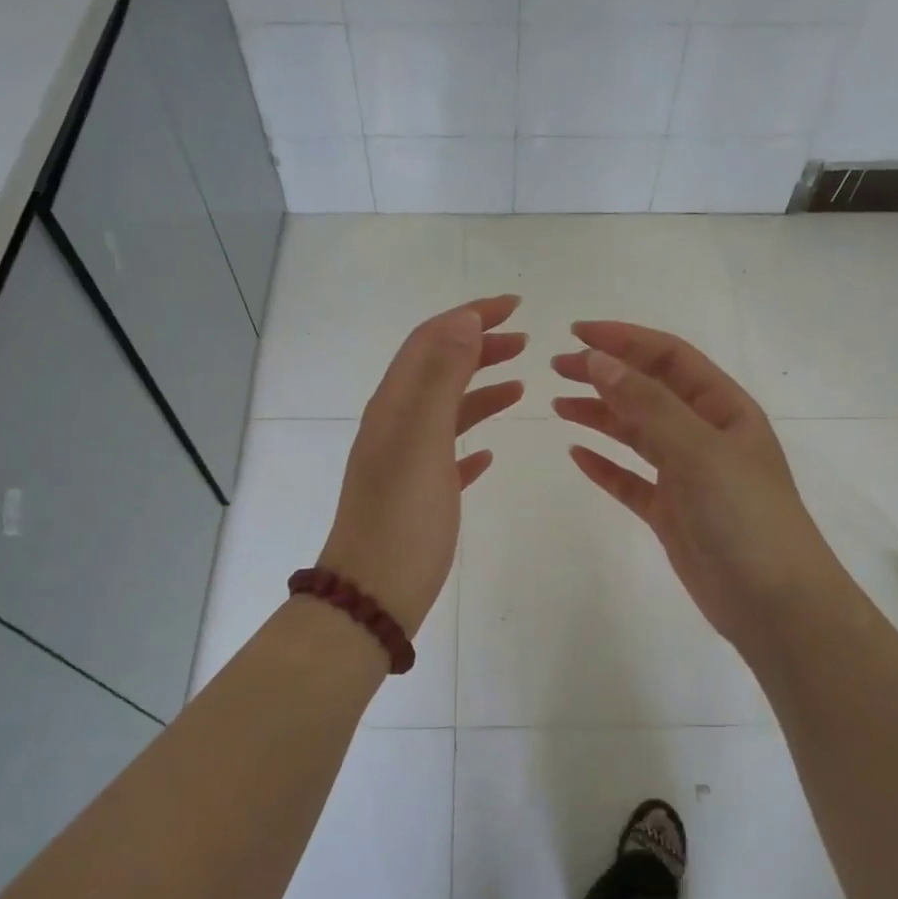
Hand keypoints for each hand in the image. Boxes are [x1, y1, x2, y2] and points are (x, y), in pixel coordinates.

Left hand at [320, 296, 524, 635]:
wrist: (374, 593)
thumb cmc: (403, 516)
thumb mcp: (422, 438)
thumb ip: (440, 376)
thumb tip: (463, 320)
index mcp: (395, 405)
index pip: (431, 340)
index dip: (470, 316)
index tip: (515, 306)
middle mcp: (396, 425)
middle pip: (438, 369)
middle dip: (478, 346)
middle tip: (524, 340)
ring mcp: (406, 461)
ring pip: (447, 410)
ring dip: (480, 389)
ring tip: (520, 383)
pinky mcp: (420, 495)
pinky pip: (448, 454)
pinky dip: (471, 439)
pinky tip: (491, 452)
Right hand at [552, 321, 844, 661]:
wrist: (775, 604)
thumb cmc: (744, 517)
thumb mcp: (698, 450)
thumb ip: (647, 405)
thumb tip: (599, 361)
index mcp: (724, 409)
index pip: (669, 357)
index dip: (625, 340)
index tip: (577, 334)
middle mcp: (705, 435)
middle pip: (648, 391)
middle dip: (605, 374)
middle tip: (557, 367)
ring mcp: (688, 476)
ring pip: (636, 433)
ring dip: (600, 415)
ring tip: (558, 404)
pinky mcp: (671, 513)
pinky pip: (630, 480)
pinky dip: (605, 466)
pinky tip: (576, 454)